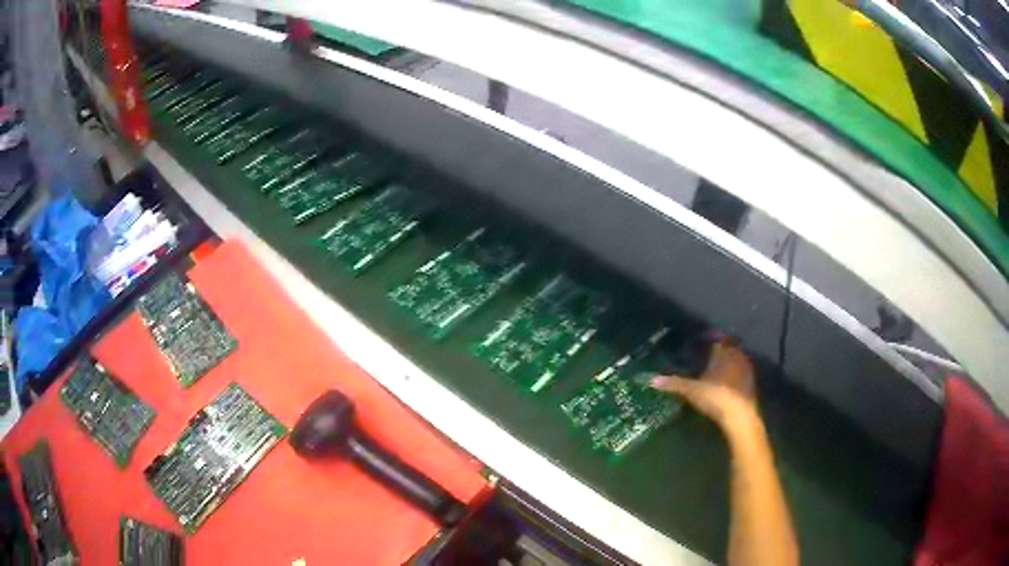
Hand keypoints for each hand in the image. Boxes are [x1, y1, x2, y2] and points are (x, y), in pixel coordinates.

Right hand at [650, 338, 757, 429]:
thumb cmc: (716, 396)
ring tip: (717, 372)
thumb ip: (674, 383)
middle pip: (729, 350)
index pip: (718, 341)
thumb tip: (652, 379)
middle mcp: (737, 357)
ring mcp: (747, 371)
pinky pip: (741, 375)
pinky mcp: (751, 385)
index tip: (702, 345)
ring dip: (729, 365)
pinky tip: (727, 385)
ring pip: (737, 362)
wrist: (740, 416)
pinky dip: (734, 378)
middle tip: (708, 358)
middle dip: (720, 353)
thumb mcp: (692, 390)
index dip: (710, 342)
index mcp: (724, 353)